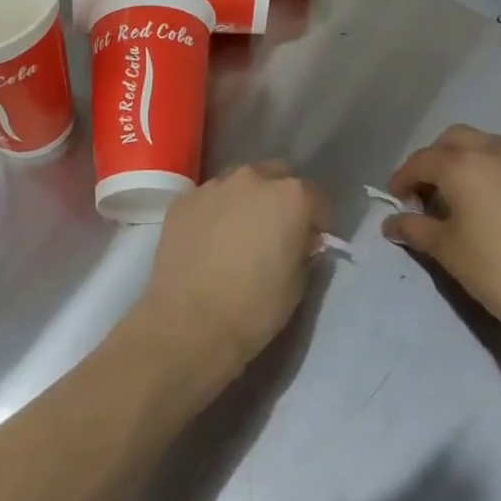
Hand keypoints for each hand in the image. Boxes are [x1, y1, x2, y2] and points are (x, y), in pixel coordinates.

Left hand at [127, 162, 329, 389]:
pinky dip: (214, 212)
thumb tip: (299, 240)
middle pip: (276, 177)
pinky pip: (209, 198)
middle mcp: (253, 179)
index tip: (312, 240)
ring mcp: (214, 186)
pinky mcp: (183, 200)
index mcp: (290, 197)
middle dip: (280, 198)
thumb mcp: (297, 284)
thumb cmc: (253, 308)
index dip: (317, 219)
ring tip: (237, 233)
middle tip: (275, 231)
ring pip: (239, 183)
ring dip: (245, 200)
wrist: (188, 323)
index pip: (315, 196)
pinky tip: (208, 240)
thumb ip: (303, 250)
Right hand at [386, 126, 500, 362]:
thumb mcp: (447, 251)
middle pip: (457, 138)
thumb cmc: (498, 272)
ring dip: (473, 162)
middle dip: (437, 157)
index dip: (404, 177)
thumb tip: (391, 223)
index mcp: (464, 166)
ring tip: (471, 195)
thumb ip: (414, 229)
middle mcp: (498, 153)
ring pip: (493, 147)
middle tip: (431, 189)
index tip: (398, 198)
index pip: (422, 160)